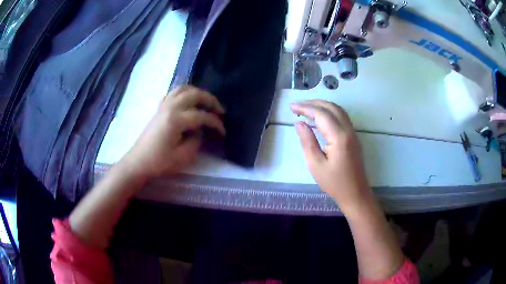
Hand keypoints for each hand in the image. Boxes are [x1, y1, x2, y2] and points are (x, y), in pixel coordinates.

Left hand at [122, 85, 224, 179]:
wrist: (139, 161)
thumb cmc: (159, 162)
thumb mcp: (182, 156)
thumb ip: (196, 141)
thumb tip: (200, 130)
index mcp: (176, 119)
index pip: (202, 116)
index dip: (215, 122)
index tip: (223, 131)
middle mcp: (170, 107)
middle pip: (194, 94)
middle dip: (210, 100)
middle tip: (220, 110)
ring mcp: (163, 105)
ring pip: (183, 89)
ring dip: (197, 92)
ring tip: (206, 102)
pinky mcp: (159, 108)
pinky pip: (173, 93)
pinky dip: (184, 92)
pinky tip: (188, 100)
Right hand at [290, 100, 371, 211]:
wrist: (355, 193)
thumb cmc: (334, 182)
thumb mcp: (315, 164)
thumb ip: (307, 141)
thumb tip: (299, 123)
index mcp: (339, 137)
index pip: (321, 114)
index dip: (305, 108)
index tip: (292, 107)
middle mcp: (348, 130)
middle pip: (331, 107)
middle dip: (314, 103)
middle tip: (298, 106)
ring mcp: (353, 133)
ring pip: (338, 110)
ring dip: (322, 105)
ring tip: (307, 108)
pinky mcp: (354, 137)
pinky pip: (342, 117)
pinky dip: (329, 111)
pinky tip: (320, 117)